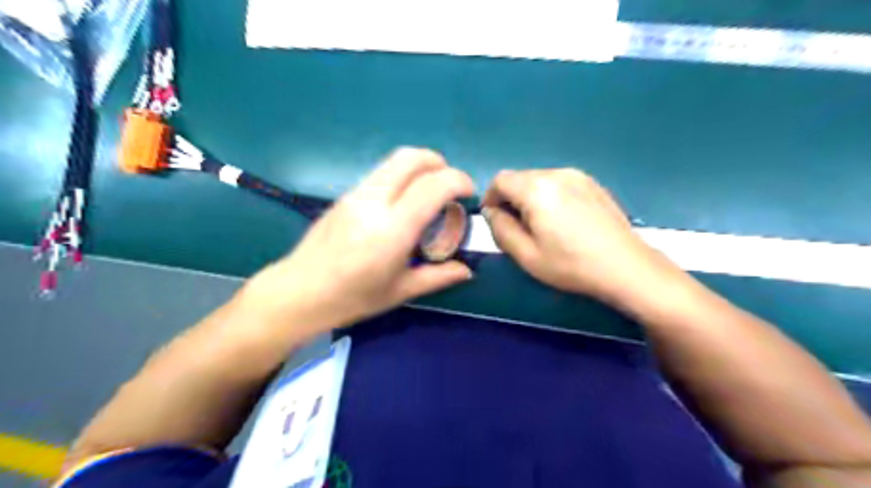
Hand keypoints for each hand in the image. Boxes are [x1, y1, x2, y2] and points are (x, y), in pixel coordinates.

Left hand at [240, 147, 472, 336]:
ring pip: (393, 161)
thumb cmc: (352, 298)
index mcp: (392, 229)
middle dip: (438, 163)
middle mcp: (374, 202)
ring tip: (428, 192)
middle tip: (449, 185)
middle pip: (410, 158)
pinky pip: (380, 174)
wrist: (298, 292)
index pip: (433, 186)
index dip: (458, 180)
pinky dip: (400, 176)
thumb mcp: (400, 291)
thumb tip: (466, 271)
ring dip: (419, 167)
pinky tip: (402, 203)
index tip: (468, 193)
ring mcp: (356, 195)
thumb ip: (438, 277)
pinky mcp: (344, 195)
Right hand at [479, 169, 667, 302]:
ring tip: (544, 226)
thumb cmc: (571, 265)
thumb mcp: (526, 255)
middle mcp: (557, 173)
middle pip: (520, 178)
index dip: (491, 198)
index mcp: (537, 189)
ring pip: (540, 180)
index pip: (500, 180)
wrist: (626, 267)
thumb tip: (492, 211)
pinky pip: (560, 183)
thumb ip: (500, 229)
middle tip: (519, 228)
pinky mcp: (593, 183)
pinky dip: (551, 196)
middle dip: (511, 199)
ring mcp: (578, 176)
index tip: (497, 220)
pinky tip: (565, 221)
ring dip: (531, 198)